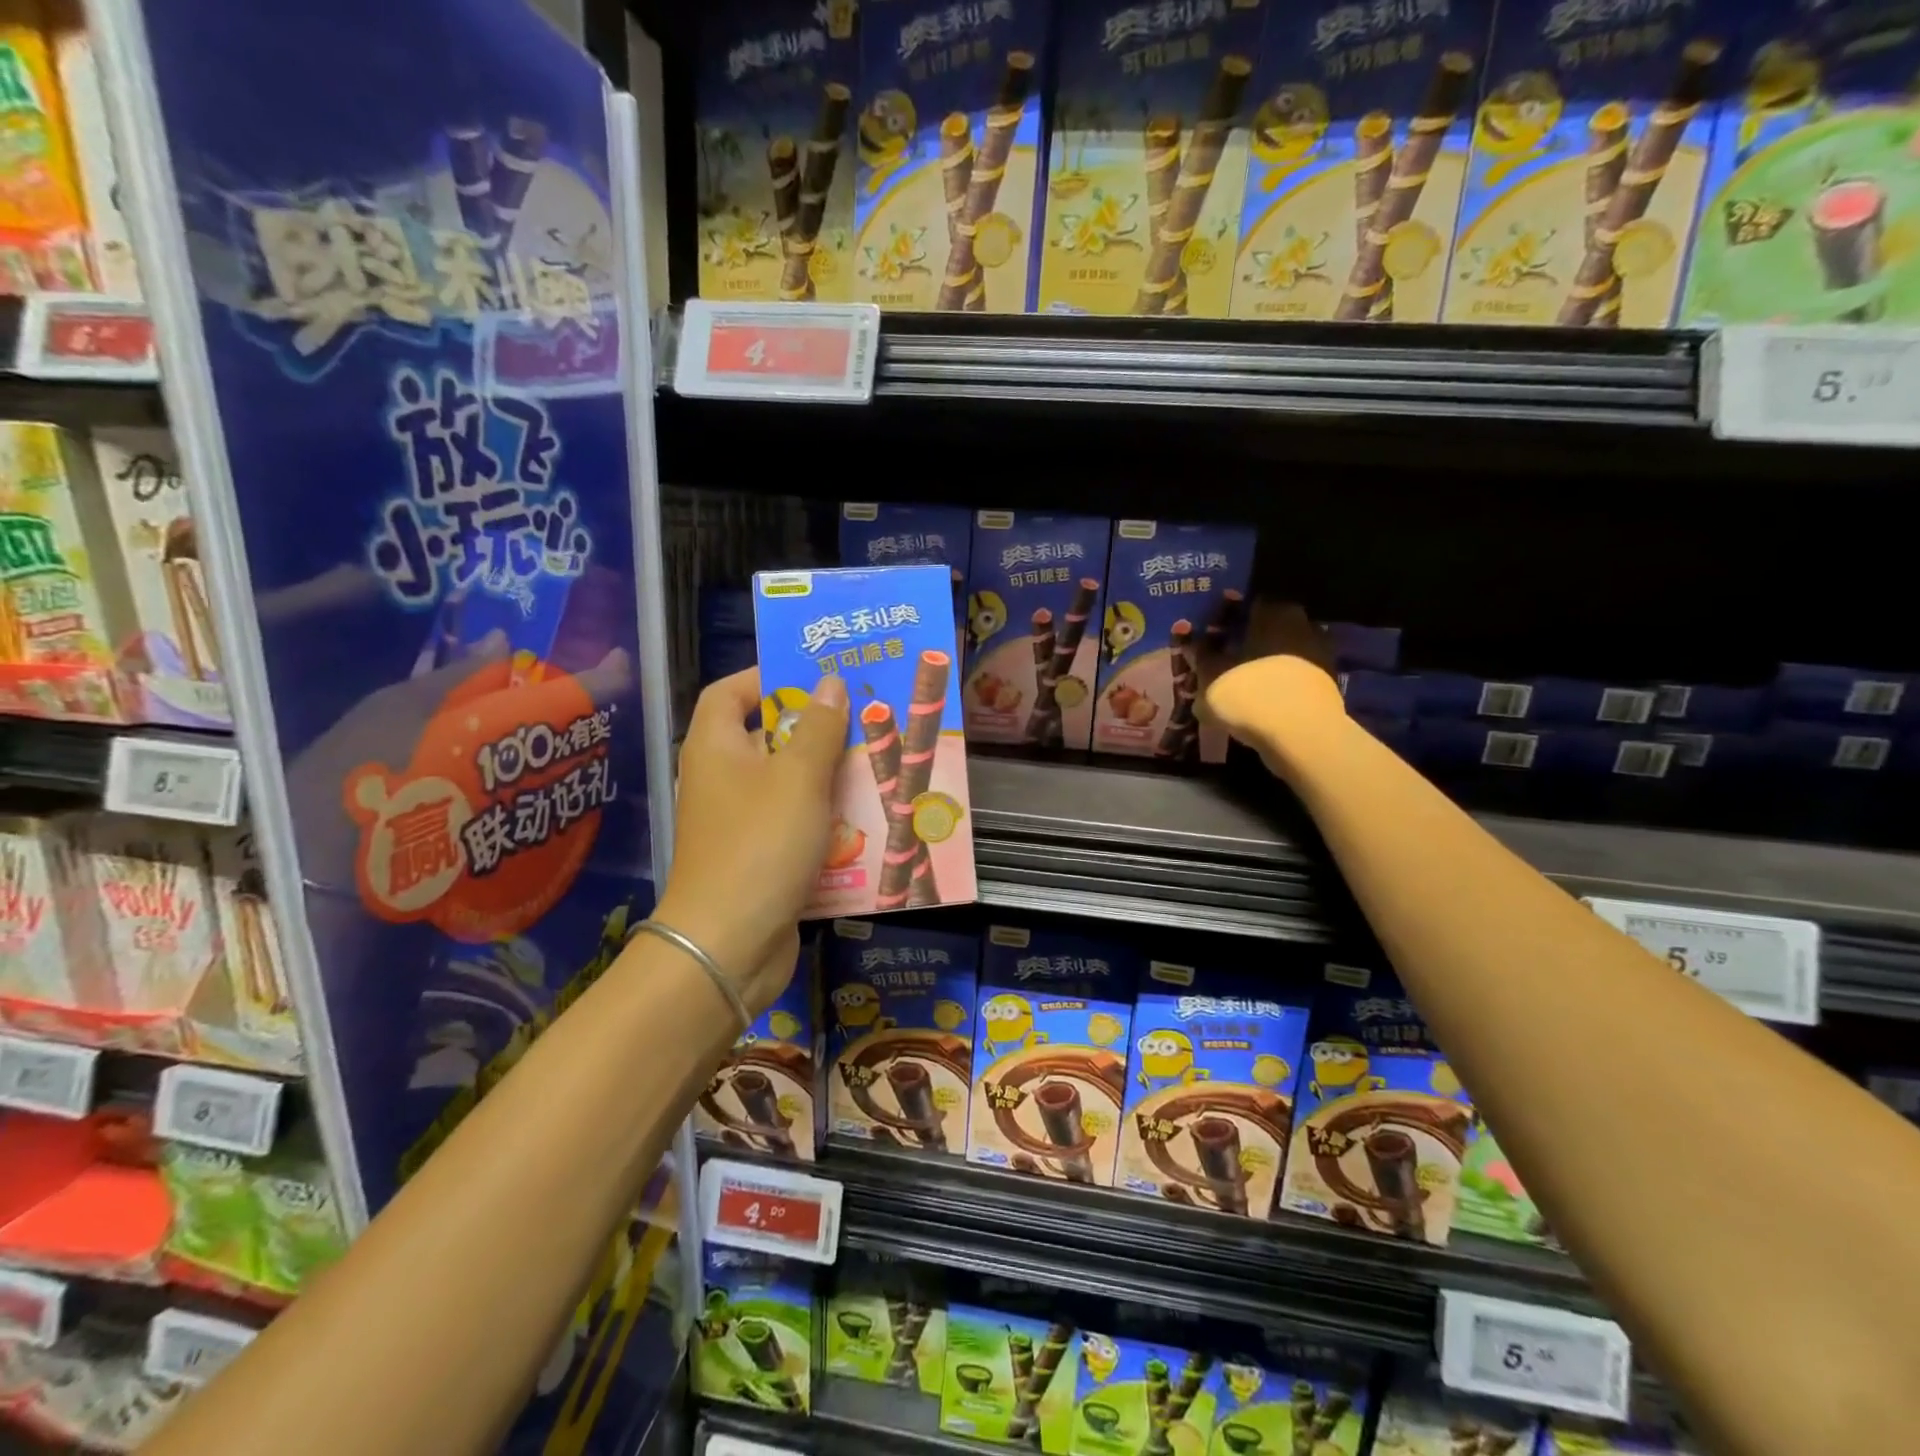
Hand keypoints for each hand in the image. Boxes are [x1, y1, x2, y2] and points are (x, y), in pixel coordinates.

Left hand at [655, 668, 848, 1015]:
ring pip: (789, 784)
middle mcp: (722, 779)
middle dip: (816, 728)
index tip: (816, 676)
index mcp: (716, 748)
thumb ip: (819, 728)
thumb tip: (830, 683)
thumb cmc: (760, 844)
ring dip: (829, 775)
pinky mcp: (760, 857)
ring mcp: (740, 821)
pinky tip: (867, 817)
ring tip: (877, 763)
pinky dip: (826, 817)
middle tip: (866, 717)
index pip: (730, 692)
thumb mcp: (798, 778)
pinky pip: (796, 823)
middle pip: (768, 737)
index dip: (767, 677)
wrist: (729, 945)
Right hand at [1194, 599, 1345, 777]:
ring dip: (1268, 661)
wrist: (1301, 735)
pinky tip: (1263, 698)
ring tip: (1244, 680)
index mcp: (1272, 612)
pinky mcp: (1329, 682)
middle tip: (1227, 656)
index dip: (1230, 616)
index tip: (1214, 630)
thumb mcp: (1210, 676)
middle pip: (1271, 625)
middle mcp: (1301, 623)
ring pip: (1286, 651)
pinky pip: (1297, 675)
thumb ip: (1200, 656)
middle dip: (1251, 638)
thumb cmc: (1249, 693)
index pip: (1249, 603)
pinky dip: (1282, 682)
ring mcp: (1321, 653)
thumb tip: (1190, 641)